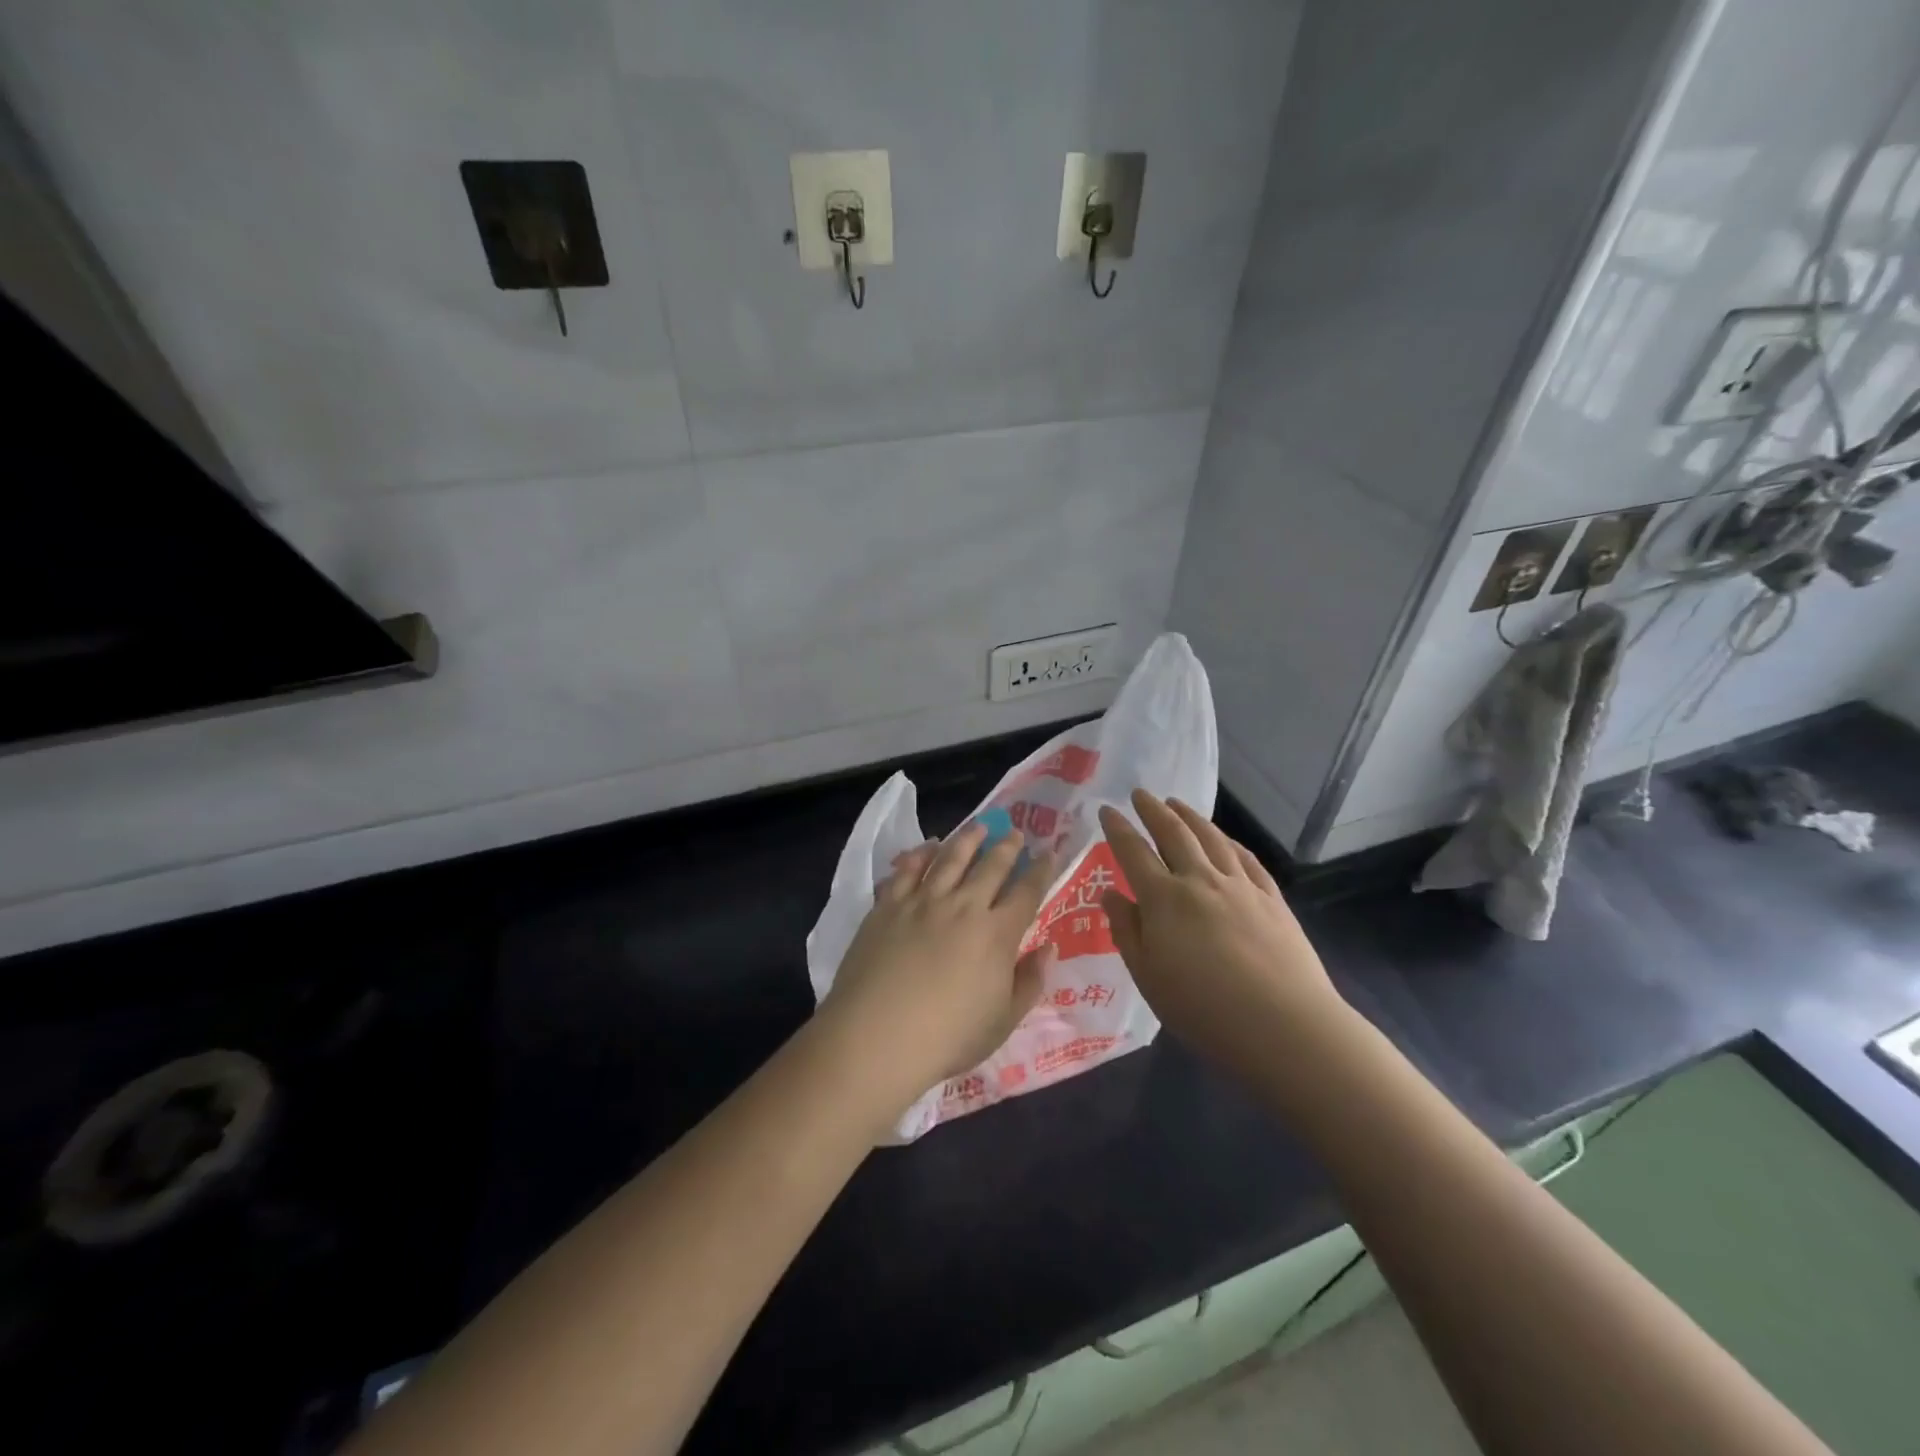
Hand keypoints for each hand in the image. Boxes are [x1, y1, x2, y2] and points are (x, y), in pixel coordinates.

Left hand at [819, 822, 1056, 1120]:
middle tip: (1015, 833)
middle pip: (990, 867)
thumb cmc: (948, 1037)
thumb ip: (1030, 982)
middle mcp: (963, 907)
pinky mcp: (888, 906)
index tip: (1049, 853)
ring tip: (978, 827)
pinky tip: (927, 847)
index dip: (1041, 871)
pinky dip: (919, 855)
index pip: (1027, 893)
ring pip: (950, 859)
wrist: (877, 1035)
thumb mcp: (1003, 1021)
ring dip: (967, 840)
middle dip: (1007, 847)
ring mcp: (922, 902)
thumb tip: (1048, 947)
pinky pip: (907, 870)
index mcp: (997, 934)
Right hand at [1097, 790, 1355, 1092]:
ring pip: (1211, 838)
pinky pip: (1246, 858)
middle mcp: (1200, 880)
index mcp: (1164, 899)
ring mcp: (1240, 886)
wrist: (1284, 1027)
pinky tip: (1225, 839)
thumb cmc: (1203, 1009)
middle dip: (1153, 810)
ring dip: (1190, 816)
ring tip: (1177, 803)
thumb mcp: (1148, 977)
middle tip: (1141, 794)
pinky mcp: (1271, 899)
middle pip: (1174, 833)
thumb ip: (1127, 930)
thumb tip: (1110, 894)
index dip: (1118, 828)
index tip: (1106, 809)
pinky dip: (1229, 842)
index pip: (1133, 852)